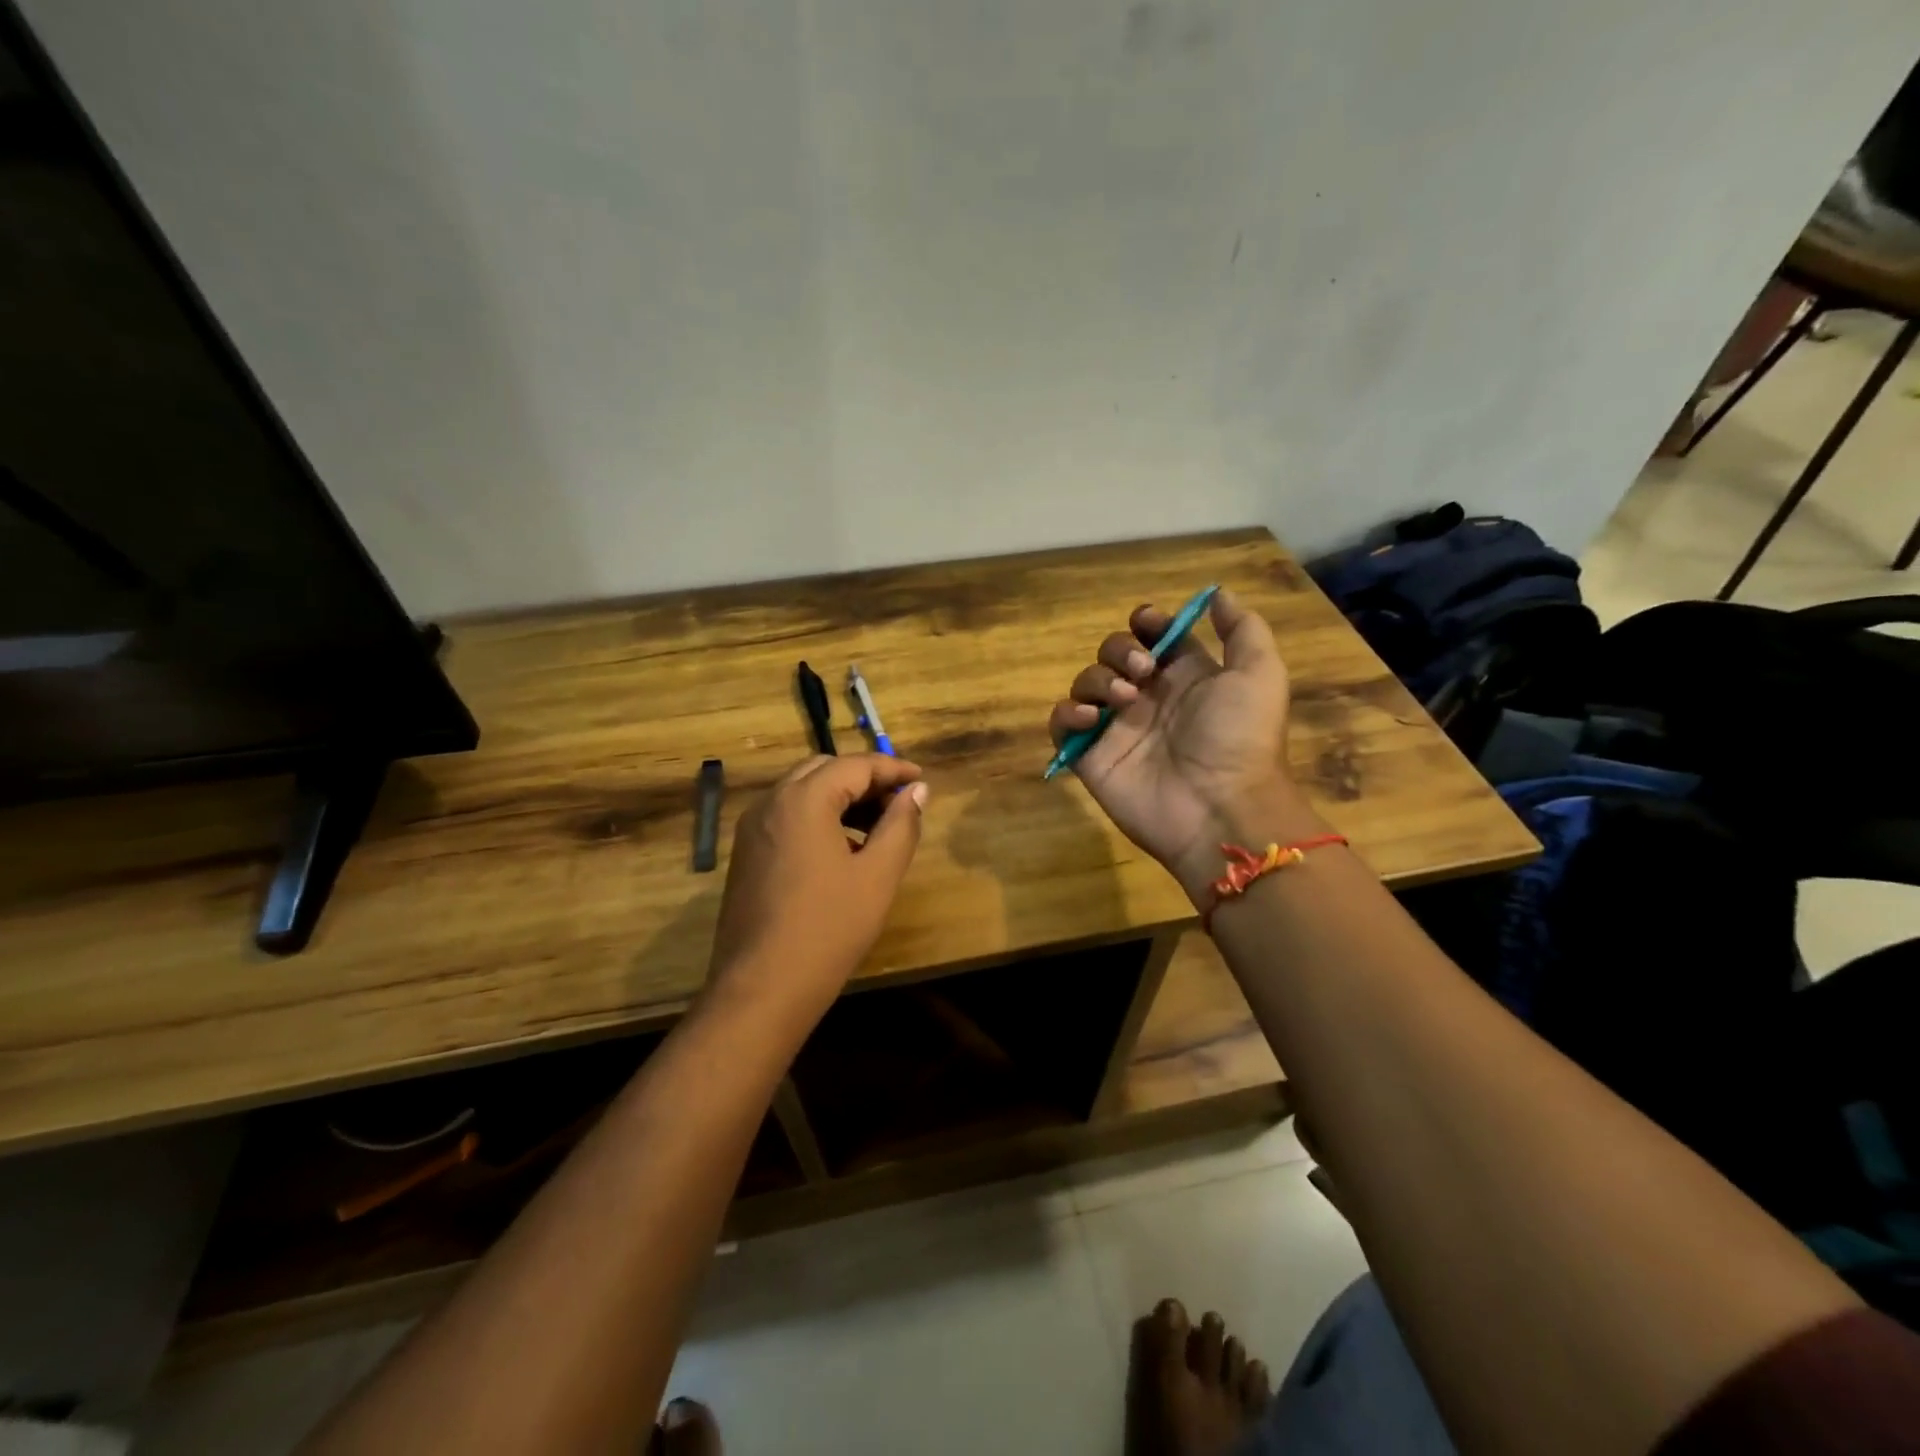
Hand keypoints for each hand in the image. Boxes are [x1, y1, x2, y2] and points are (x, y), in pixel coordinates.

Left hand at [705, 753, 926, 1023]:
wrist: (762, 988)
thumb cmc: (828, 928)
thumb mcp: (878, 875)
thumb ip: (901, 825)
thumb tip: (917, 791)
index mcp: (803, 799)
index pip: (855, 765)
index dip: (892, 769)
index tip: (922, 780)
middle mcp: (771, 802)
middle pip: (824, 770)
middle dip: (865, 780)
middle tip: (900, 803)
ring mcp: (753, 828)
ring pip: (802, 792)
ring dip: (841, 798)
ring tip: (877, 828)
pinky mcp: (746, 853)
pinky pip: (787, 817)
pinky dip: (818, 817)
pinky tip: (842, 850)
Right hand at [1046, 589, 1299, 897]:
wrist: (1220, 806)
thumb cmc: (1240, 737)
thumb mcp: (1260, 673)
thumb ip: (1243, 629)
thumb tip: (1217, 594)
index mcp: (1185, 677)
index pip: (1153, 637)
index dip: (1147, 623)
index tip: (1149, 623)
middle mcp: (1148, 698)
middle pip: (1114, 653)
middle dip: (1121, 649)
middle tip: (1142, 671)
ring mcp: (1117, 728)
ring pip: (1086, 682)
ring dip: (1098, 678)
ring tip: (1124, 699)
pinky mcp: (1091, 756)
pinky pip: (1062, 724)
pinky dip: (1068, 714)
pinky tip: (1092, 719)